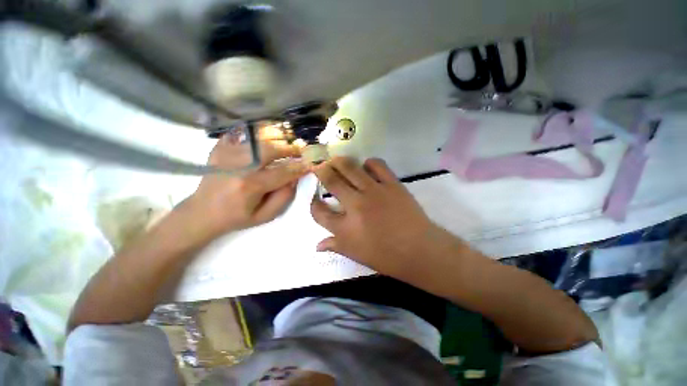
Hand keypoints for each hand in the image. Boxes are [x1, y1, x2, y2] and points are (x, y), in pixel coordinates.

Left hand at [185, 132, 306, 240]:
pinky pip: (241, 134)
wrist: (202, 212)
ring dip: (277, 139)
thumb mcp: (265, 216)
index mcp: (251, 185)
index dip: (300, 166)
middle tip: (302, 149)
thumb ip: (284, 197)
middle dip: (290, 148)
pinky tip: (264, 138)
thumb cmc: (237, 217)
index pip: (284, 171)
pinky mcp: (220, 149)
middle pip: (271, 149)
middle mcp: (239, 166)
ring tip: (287, 143)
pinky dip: (255, 133)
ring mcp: (227, 154)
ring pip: (258, 139)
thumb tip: (295, 177)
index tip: (312, 163)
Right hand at [311, 157, 451, 277]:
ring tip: (336, 160)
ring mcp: (374, 192)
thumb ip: (335, 246)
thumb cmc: (386, 257)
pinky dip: (369, 162)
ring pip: (350, 168)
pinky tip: (366, 166)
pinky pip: (377, 165)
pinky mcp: (391, 184)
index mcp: (345, 228)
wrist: (420, 250)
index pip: (319, 212)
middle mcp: (355, 205)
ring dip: (339, 161)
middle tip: (320, 167)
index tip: (315, 199)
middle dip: (321, 171)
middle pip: (331, 181)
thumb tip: (317, 245)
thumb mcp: (356, 255)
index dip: (313, 203)